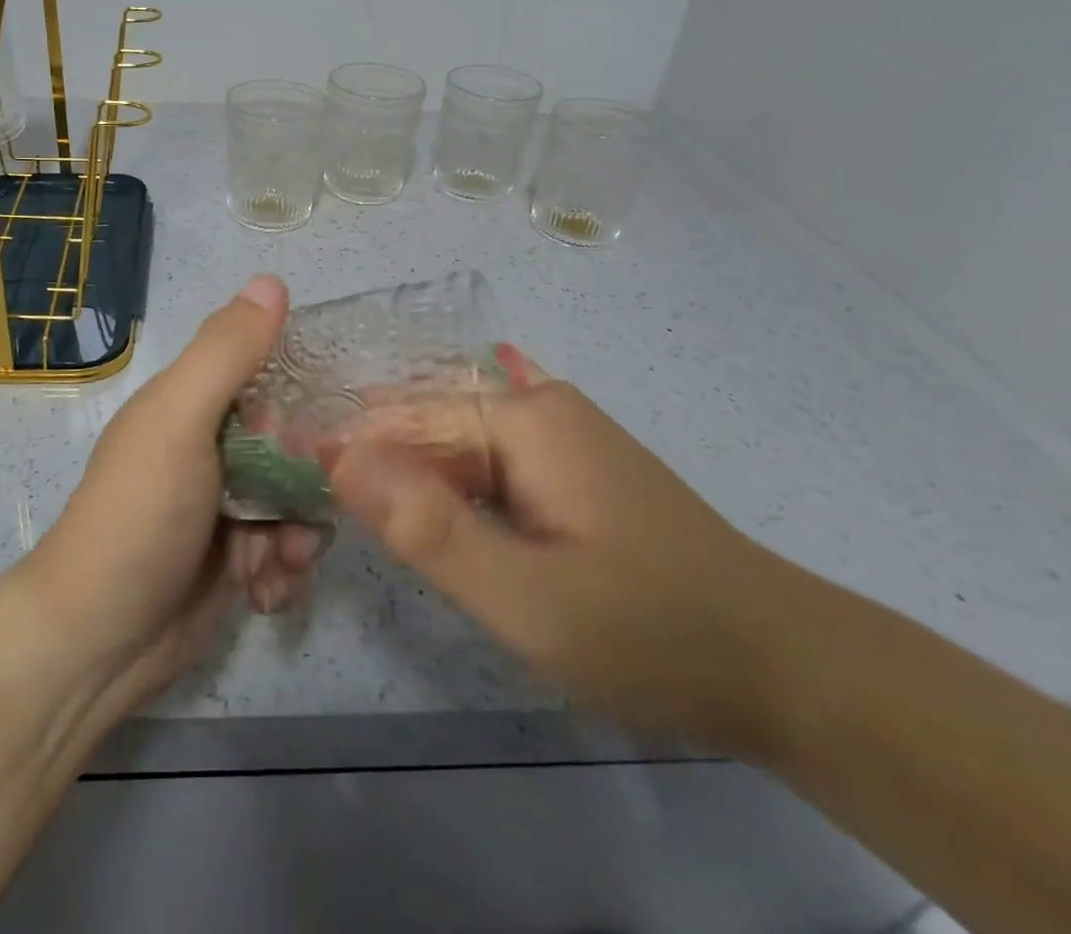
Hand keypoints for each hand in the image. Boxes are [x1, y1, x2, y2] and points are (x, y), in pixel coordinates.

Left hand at [21, 276, 328, 716]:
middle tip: (299, 514)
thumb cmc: (139, 516)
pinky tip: (265, 595)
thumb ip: (226, 353)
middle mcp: (211, 447)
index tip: (321, 436)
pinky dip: (284, 573)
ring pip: (298, 502)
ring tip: (280, 563)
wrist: (97, 643)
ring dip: (300, 536)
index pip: (270, 379)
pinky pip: (286, 551)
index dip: (302, 403)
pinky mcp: (236, 560)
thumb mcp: (180, 421)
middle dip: (309, 483)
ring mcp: (225, 506)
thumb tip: (272, 280)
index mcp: (193, 404)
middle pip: (294, 446)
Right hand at [324, 347, 801, 753]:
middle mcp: (535, 405)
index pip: (401, 420)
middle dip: (369, 461)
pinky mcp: (569, 462)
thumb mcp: (526, 597)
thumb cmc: (647, 632)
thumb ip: (428, 527)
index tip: (290, 486)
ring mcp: (558, 430)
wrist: (780, 665)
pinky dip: (445, 472)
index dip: (343, 451)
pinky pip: (486, 454)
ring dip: (404, 473)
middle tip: (317, 511)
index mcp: (520, 417)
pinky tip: (420, 475)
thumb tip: (337, 459)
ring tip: (356, 511)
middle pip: (425, 424)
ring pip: (452, 441)